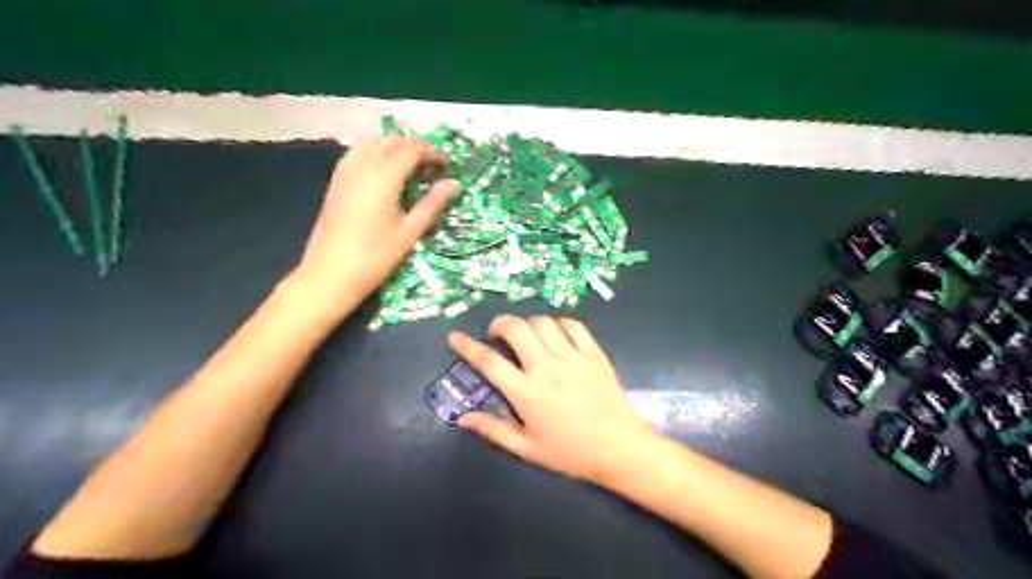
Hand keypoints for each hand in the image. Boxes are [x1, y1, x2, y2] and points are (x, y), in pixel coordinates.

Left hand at [297, 135, 460, 302]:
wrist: (331, 274)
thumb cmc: (376, 257)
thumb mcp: (410, 232)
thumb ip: (432, 203)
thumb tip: (453, 184)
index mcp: (383, 178)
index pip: (410, 150)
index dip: (431, 153)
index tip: (446, 165)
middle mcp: (362, 167)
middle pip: (391, 141)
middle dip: (414, 147)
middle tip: (431, 166)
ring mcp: (345, 173)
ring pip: (371, 143)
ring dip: (393, 146)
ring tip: (410, 165)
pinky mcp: (336, 182)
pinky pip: (356, 153)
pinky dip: (374, 152)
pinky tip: (384, 170)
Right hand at [447, 315, 656, 486]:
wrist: (619, 448)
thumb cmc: (570, 453)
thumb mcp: (527, 448)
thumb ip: (494, 430)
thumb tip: (462, 418)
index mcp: (526, 393)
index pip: (489, 361)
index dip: (467, 346)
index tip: (455, 337)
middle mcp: (547, 368)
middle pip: (516, 329)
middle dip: (499, 323)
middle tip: (496, 333)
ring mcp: (572, 358)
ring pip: (543, 323)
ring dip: (528, 323)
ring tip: (526, 335)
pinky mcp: (594, 353)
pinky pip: (574, 325)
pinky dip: (559, 323)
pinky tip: (555, 333)